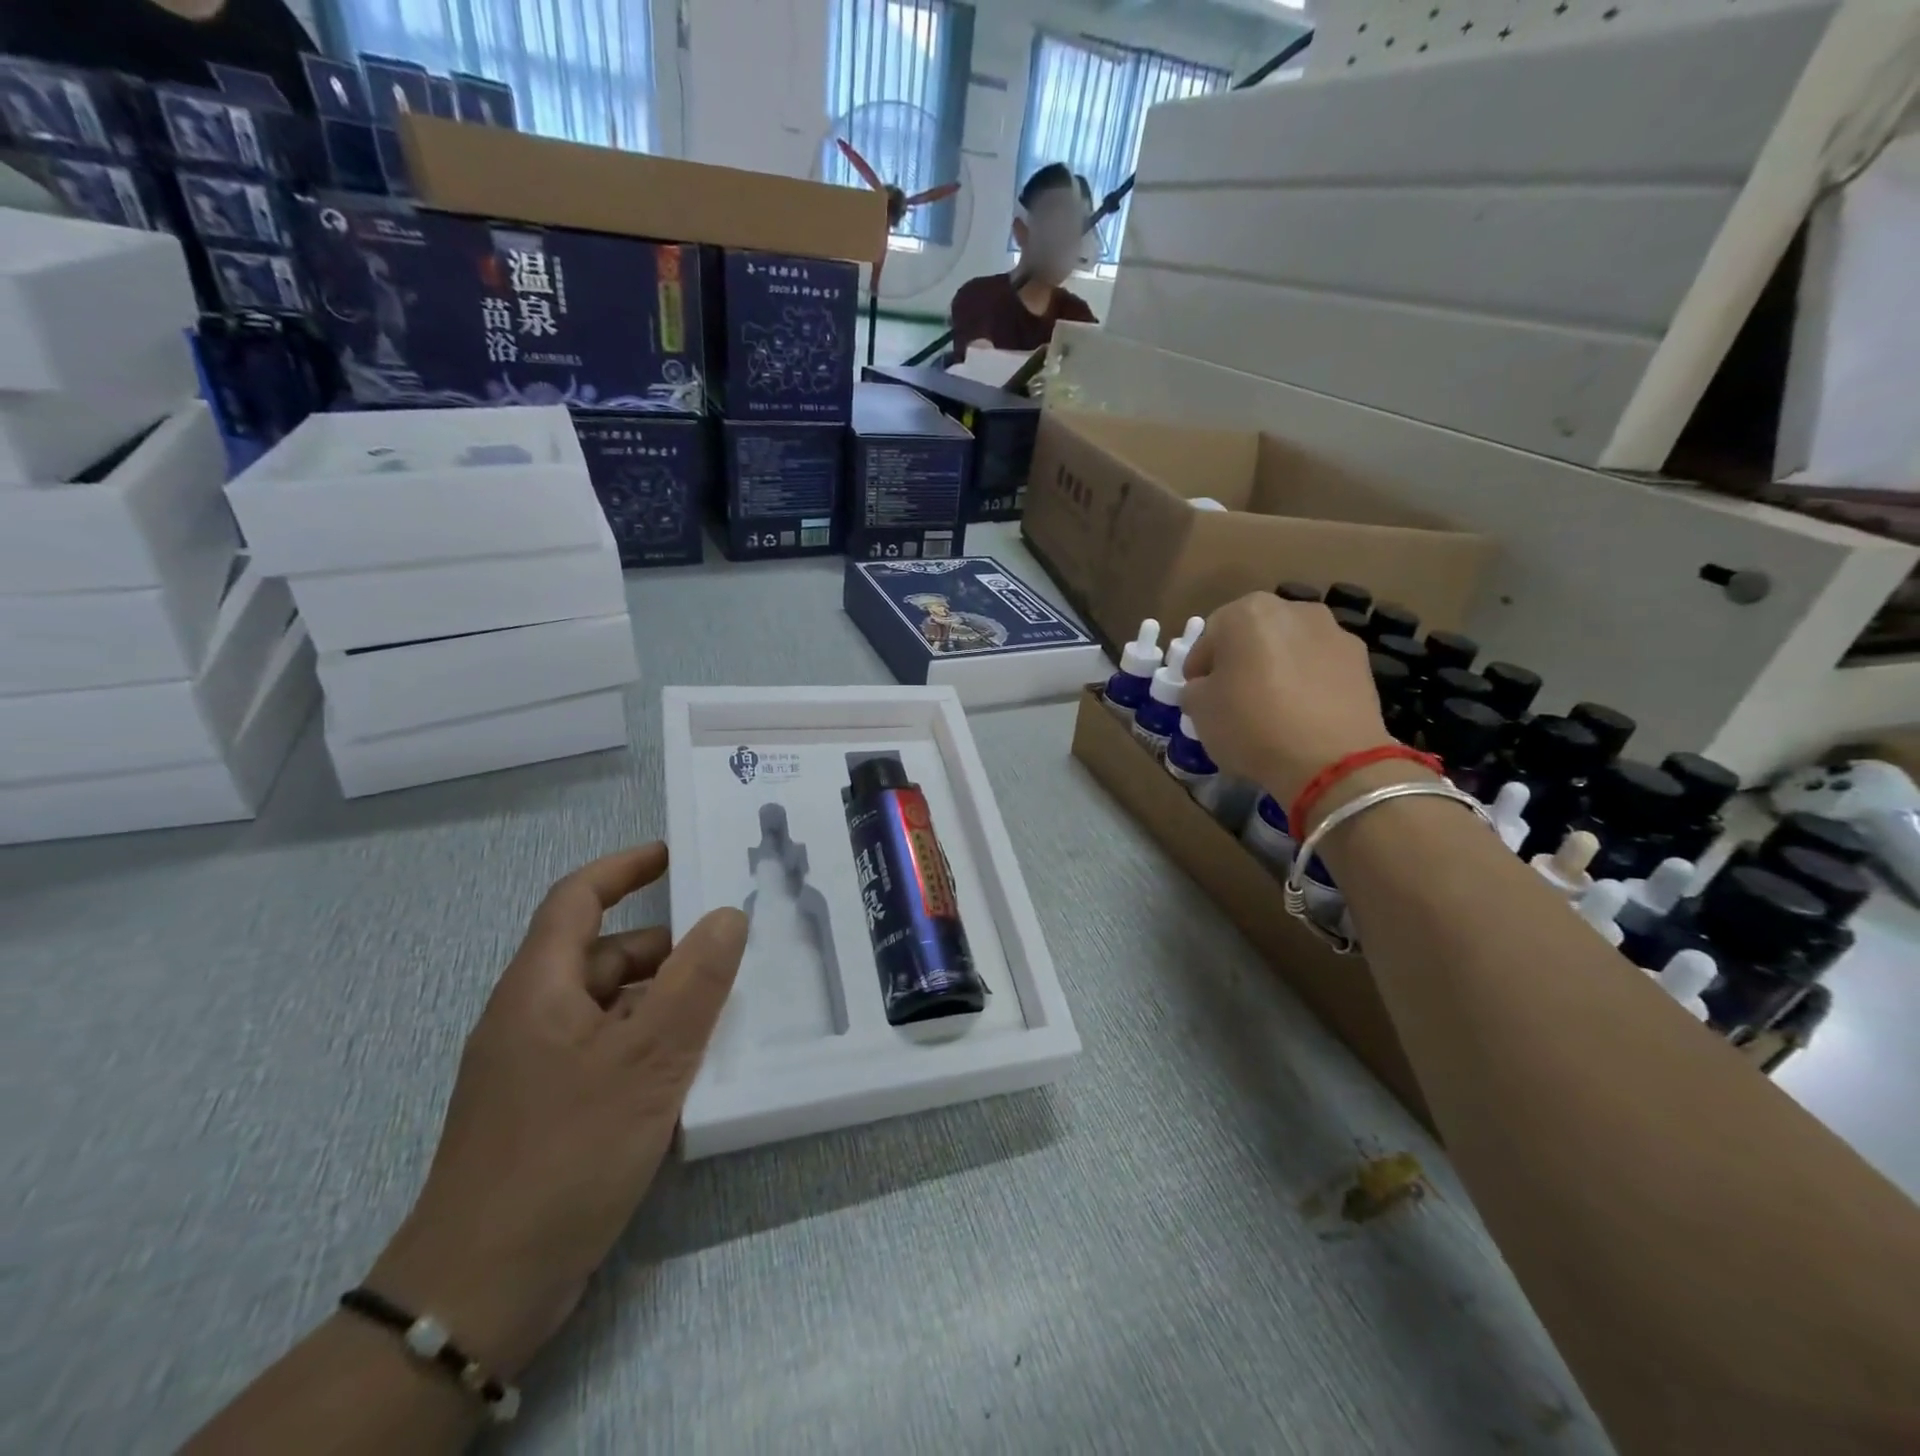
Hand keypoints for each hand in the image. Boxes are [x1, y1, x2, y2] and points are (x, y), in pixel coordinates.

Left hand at [366, 843, 746, 1377]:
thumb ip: (694, 982)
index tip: (676, 855)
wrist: (480, 1292)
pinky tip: (694, 1069)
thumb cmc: (564, 1153)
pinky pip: (611, 1051)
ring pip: (612, 1007)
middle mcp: (533, 1017)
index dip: (624, 868)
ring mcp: (540, 1067)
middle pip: (603, 955)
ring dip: (664, 1000)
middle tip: (731, 951)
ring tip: (727, 1010)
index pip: (577, 899)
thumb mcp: (646, 1059)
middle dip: (666, 947)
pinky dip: (652, 1044)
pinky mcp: (552, 1110)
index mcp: (539, 988)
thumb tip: (729, 914)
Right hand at [1183, 593, 1395, 804]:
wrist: (1330, 758)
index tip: (1198, 695)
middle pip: (1252, 634)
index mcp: (1245, 612)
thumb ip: (1195, 689)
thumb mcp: (1199, 711)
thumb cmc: (1251, 725)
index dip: (1199, 668)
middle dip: (1241, 661)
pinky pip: (1319, 666)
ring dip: (1277, 667)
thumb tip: (1206, 687)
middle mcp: (1292, 609)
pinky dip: (1307, 682)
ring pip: (1289, 647)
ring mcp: (1332, 631)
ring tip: (1272, 707)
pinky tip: (1302, 714)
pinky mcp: (1360, 659)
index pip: (1208, 637)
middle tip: (1233, 697)